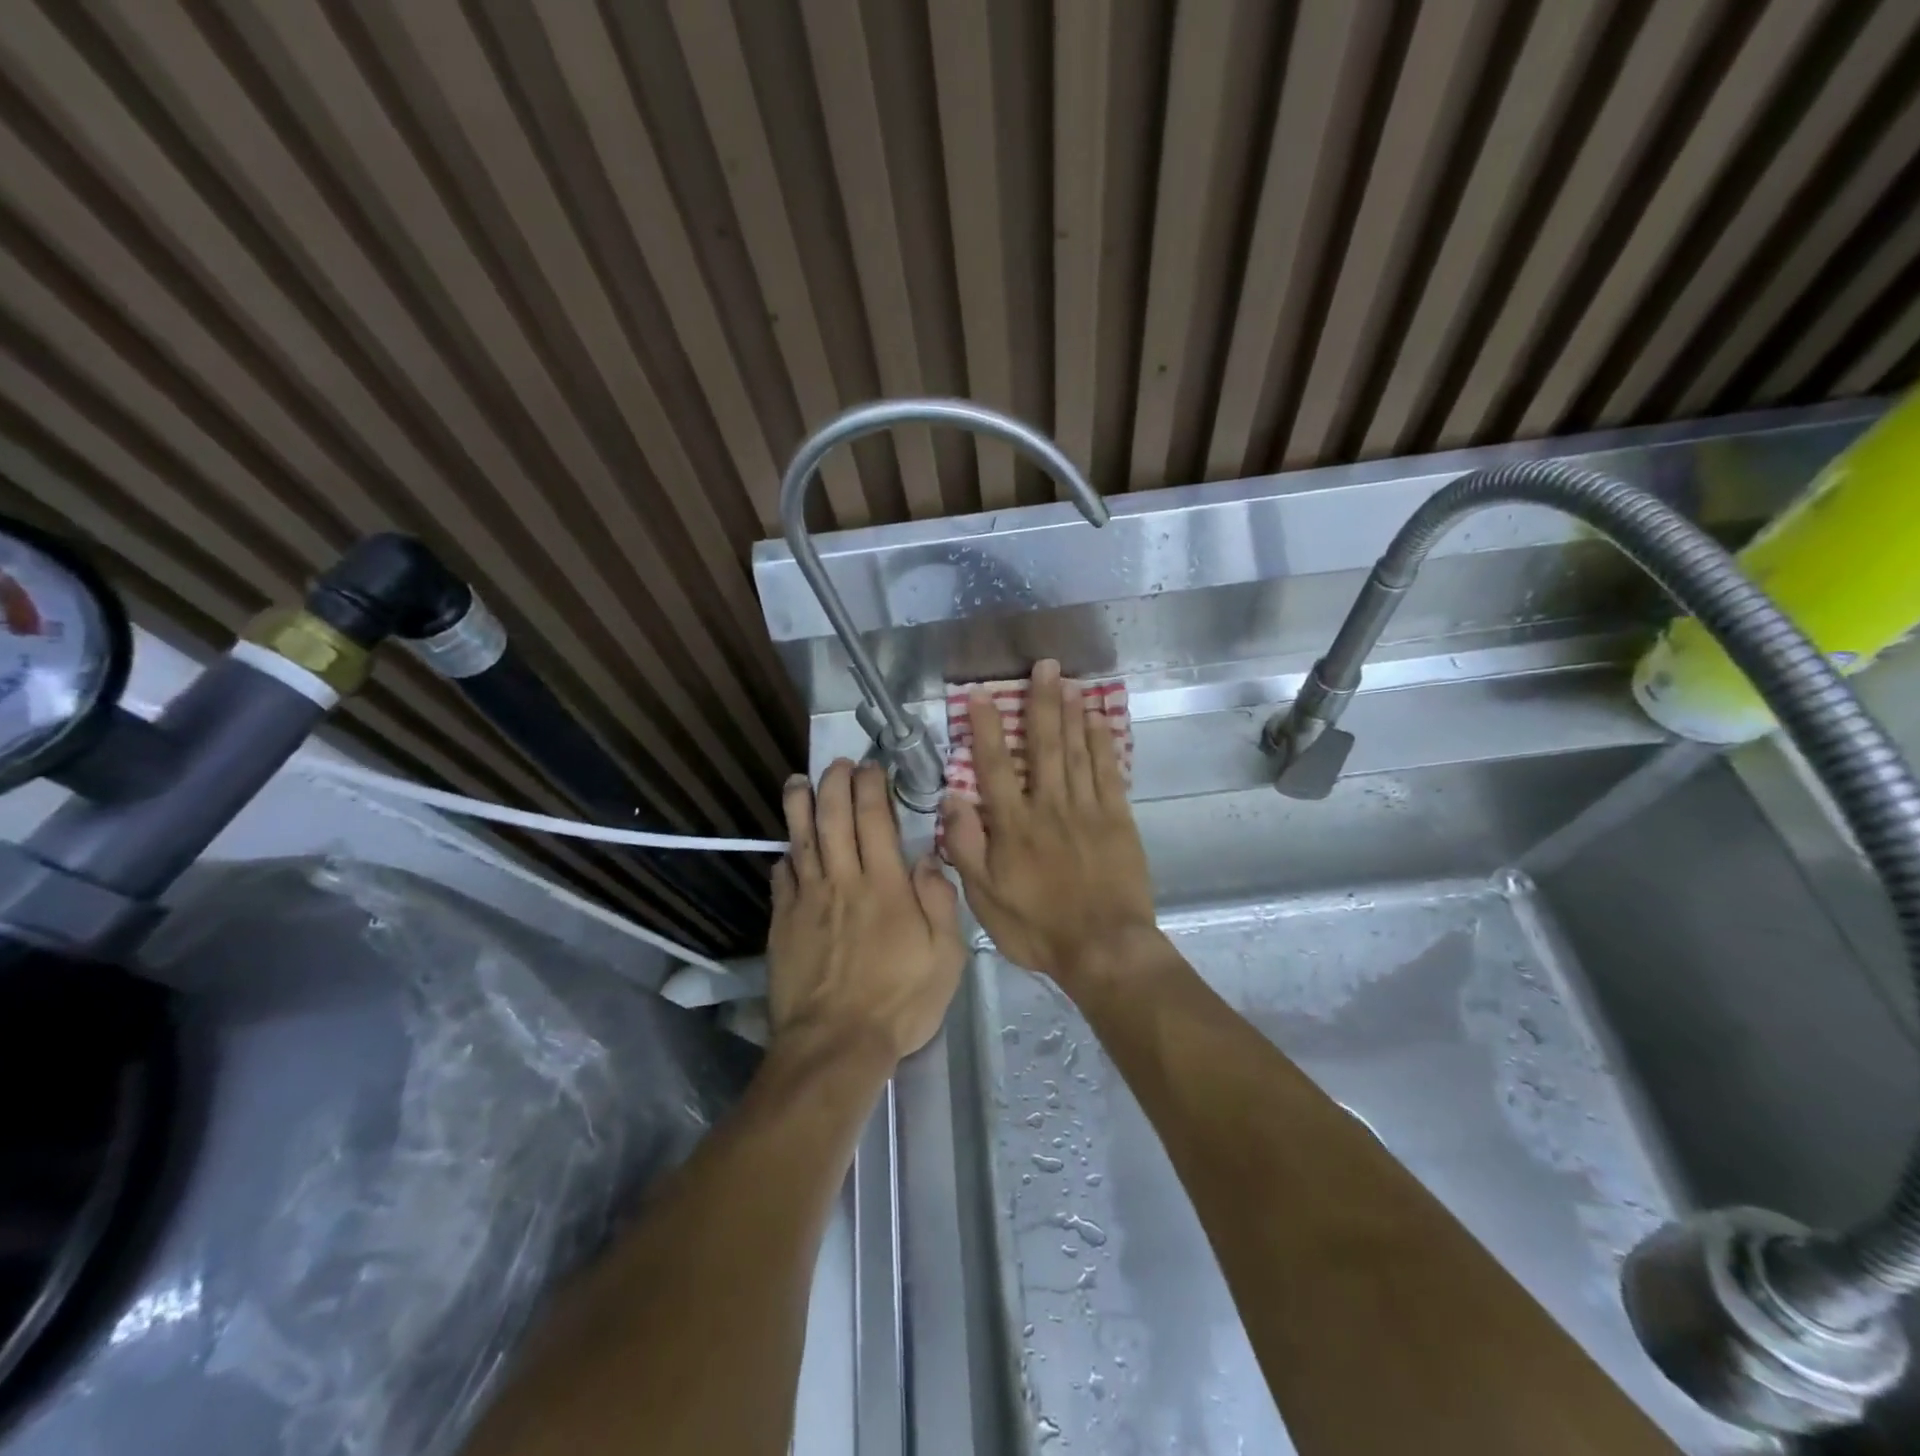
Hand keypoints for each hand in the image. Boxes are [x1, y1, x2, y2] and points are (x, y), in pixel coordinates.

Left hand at [768, 759, 964, 1064]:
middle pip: (832, 817)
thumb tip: (927, 857)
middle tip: (838, 764)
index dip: (871, 785)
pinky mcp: (782, 923)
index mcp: (884, 884)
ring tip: (799, 781)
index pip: (874, 818)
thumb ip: (939, 901)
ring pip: (800, 839)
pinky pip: (781, 878)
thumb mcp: (945, 956)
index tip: (871, 767)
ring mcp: (807, 900)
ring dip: (799, 805)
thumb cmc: (899, 1001)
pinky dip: (785, 856)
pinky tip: (787, 849)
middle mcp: (842, 880)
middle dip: (834, 783)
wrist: (835, 1044)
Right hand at [942, 660, 1159, 987]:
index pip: (995, 766)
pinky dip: (1102, 743)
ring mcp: (1088, 810)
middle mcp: (1049, 807)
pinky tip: (1097, 720)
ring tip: (1068, 680)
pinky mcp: (1118, 820)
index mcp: (1014, 826)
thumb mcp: (984, 898)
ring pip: (1077, 751)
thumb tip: (952, 798)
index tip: (981, 694)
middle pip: (1043, 746)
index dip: (987, 727)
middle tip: (1043, 665)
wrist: (1104, 949)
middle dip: (1041, 703)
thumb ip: (966, 846)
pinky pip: (1108, 772)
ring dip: (1071, 713)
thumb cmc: (1037, 928)